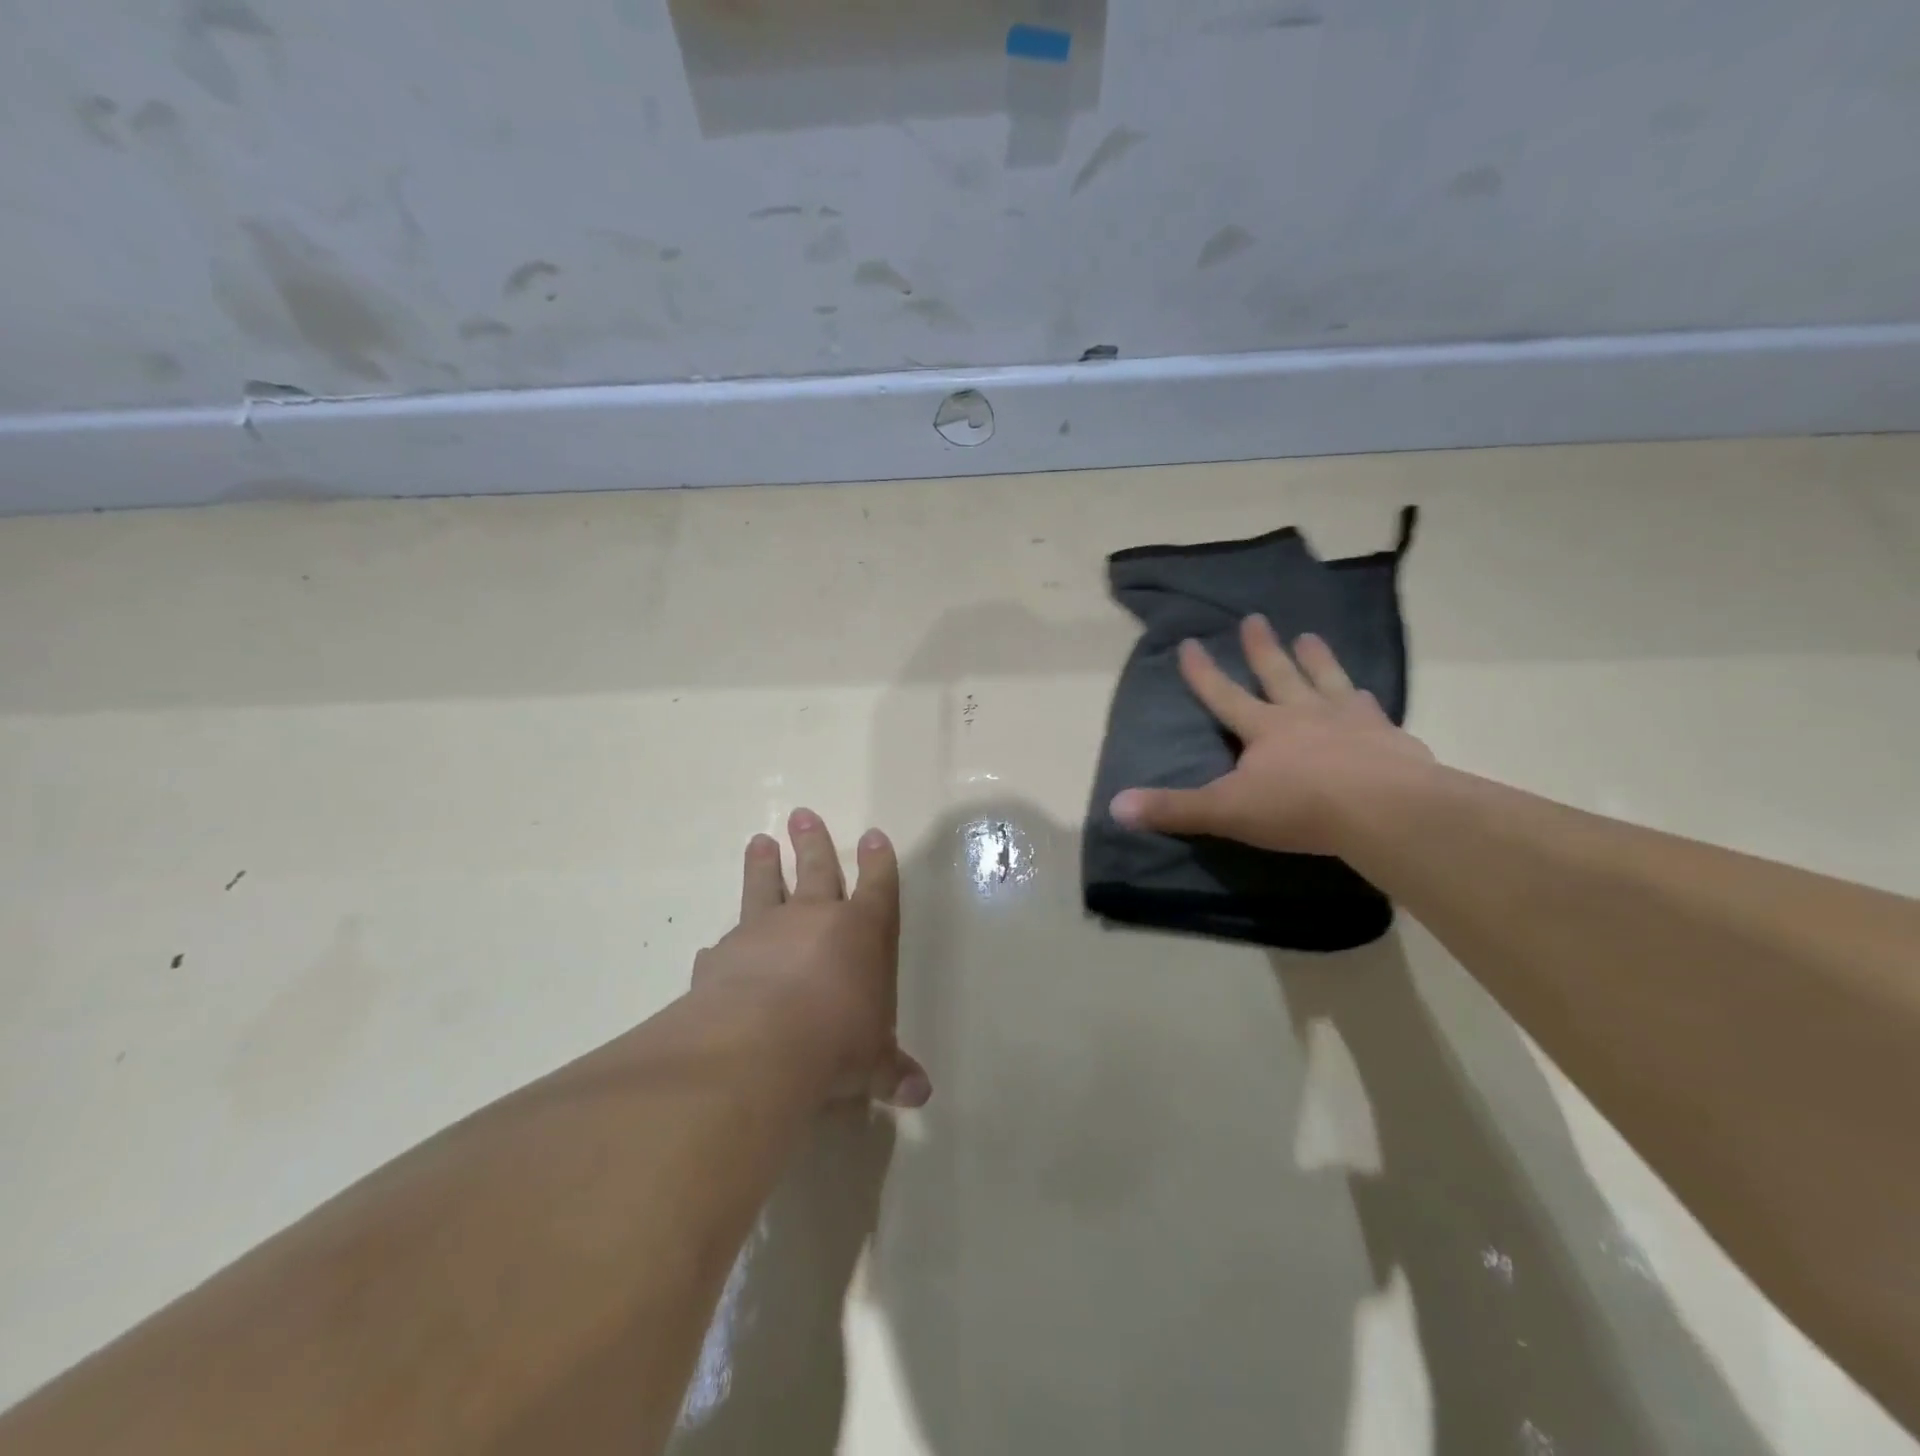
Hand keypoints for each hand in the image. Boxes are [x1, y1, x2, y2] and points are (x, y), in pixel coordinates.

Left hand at [694, 809, 931, 1108]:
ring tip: (758, 842)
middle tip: (802, 815)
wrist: (758, 1044)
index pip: (876, 887)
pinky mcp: (721, 955)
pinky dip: (723, 944)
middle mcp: (811, 920)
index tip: (873, 835)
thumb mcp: (872, 1064)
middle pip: (816, 870)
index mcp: (859, 932)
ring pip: (764, 887)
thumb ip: (892, 1071)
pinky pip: (724, 943)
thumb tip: (920, 1094)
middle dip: (813, 843)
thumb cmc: (835, 1042)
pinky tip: (714, 946)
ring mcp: (762, 931)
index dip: (878, 862)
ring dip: (762, 865)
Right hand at [1109, 616, 1434, 856]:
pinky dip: (1366, 701)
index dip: (1202, 672)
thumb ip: (1174, 809)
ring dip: (1317, 659)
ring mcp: (1351, 722)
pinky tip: (1369, 695)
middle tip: (1255, 618)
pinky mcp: (1389, 739)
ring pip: (1328, 681)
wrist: (1386, 811)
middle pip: (1279, 674)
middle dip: (1262, 648)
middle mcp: (1305, 714)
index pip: (1224, 694)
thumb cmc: (1300, 808)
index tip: (1189, 641)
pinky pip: (1373, 711)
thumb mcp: (1226, 811)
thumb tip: (1115, 807)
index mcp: (1263, 728)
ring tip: (1310, 636)